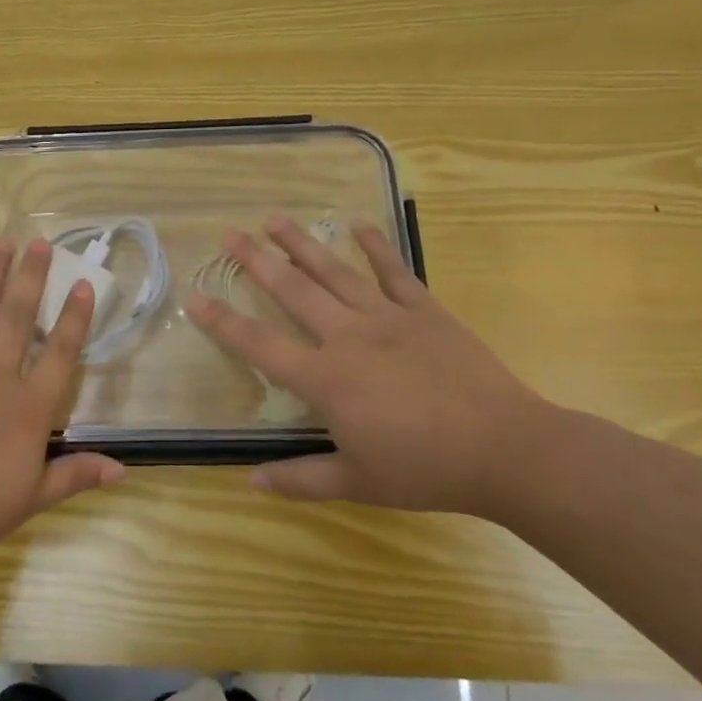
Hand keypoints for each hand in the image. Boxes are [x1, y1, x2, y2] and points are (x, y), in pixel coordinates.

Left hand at [0, 239, 123, 567]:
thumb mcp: (28, 501)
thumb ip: (74, 476)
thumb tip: (122, 469)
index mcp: (26, 410)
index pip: (59, 355)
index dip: (73, 319)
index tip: (82, 284)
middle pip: (17, 318)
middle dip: (32, 277)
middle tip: (41, 242)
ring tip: (2, 242)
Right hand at [186, 215, 554, 513]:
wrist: (505, 449)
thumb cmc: (424, 469)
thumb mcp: (357, 482)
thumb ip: (300, 479)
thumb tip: (250, 481)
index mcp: (325, 379)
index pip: (260, 345)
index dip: (223, 322)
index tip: (196, 298)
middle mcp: (348, 337)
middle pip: (293, 291)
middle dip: (256, 261)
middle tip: (229, 233)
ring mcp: (388, 318)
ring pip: (335, 271)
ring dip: (302, 243)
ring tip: (274, 218)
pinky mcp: (426, 311)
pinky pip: (395, 271)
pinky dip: (376, 245)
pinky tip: (357, 223)